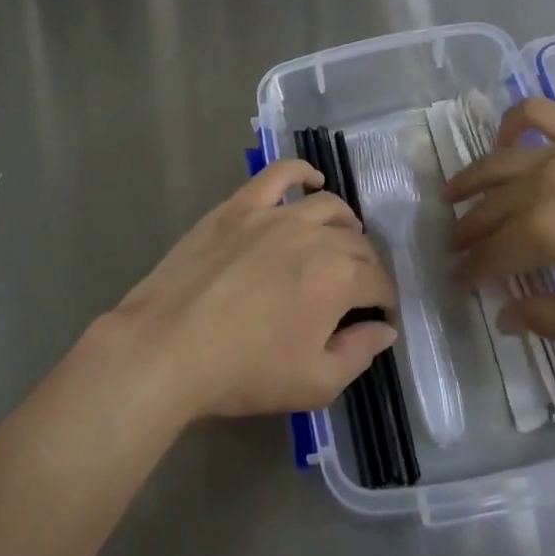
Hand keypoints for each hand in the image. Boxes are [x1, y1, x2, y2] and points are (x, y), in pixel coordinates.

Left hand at [107, 160, 398, 421]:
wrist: (170, 345)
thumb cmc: (245, 371)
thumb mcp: (315, 383)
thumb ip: (359, 353)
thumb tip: (384, 330)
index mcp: (339, 278)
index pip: (378, 282)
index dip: (384, 301)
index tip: (379, 316)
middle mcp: (315, 235)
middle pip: (356, 243)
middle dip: (367, 266)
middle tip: (359, 287)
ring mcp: (275, 214)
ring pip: (327, 206)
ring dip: (345, 224)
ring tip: (344, 238)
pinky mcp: (241, 204)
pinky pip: (279, 174)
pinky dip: (301, 172)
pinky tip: (312, 180)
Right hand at [447, 98, 554, 348]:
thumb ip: (550, 320)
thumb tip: (504, 315)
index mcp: (545, 232)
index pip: (490, 254)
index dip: (468, 271)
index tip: (456, 283)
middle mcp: (541, 183)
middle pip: (487, 207)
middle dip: (464, 230)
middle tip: (454, 247)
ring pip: (497, 161)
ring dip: (470, 179)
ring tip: (453, 193)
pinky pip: (534, 114)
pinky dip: (510, 123)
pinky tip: (505, 141)